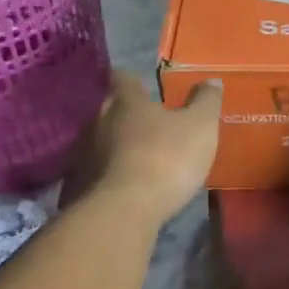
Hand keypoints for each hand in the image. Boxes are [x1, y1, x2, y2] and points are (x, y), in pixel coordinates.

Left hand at [65, 72, 220, 221]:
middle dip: (127, 115)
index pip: (124, 78)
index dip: (135, 81)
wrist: (124, 211)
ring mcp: (82, 153)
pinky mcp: (77, 184)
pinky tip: (124, 185)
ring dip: (117, 146)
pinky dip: (109, 174)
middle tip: (149, 125)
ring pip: (100, 140)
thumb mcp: (200, 127)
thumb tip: (211, 80)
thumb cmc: (166, 158)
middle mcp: (98, 120)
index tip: (145, 87)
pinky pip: (95, 171)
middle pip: (110, 109)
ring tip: (138, 158)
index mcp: (126, 101)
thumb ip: (206, 101)